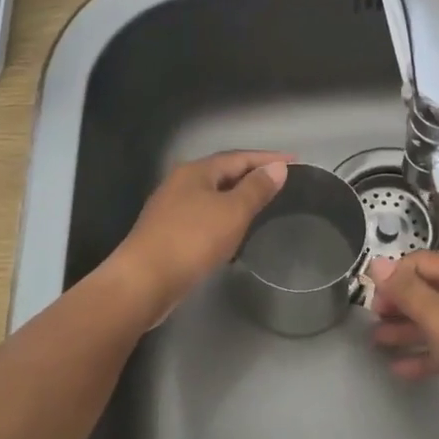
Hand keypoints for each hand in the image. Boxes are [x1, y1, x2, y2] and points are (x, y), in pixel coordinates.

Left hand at [112, 151, 291, 315]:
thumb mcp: (232, 212)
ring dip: (237, 196)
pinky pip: (203, 215)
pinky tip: (232, 230)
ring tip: (261, 203)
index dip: (268, 158)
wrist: (143, 281)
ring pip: (212, 195)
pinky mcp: (167, 233)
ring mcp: (170, 208)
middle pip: (222, 172)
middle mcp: (180, 183)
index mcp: (196, 171)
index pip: (239, 157)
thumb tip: (277, 167)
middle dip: (251, 174)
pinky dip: (223, 216)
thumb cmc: (192, 240)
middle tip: (279, 181)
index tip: (294, 161)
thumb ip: (256, 188)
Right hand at [366, 252, 438, 438]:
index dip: (395, 274)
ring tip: (377, 341)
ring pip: (434, 322)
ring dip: (406, 329)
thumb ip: (405, 290)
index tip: (372, 295)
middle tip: (373, 317)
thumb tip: (377, 262)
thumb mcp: (437, 315)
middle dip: (398, 302)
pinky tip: (399, 368)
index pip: (422, 262)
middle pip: (428, 291)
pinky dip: (423, 355)